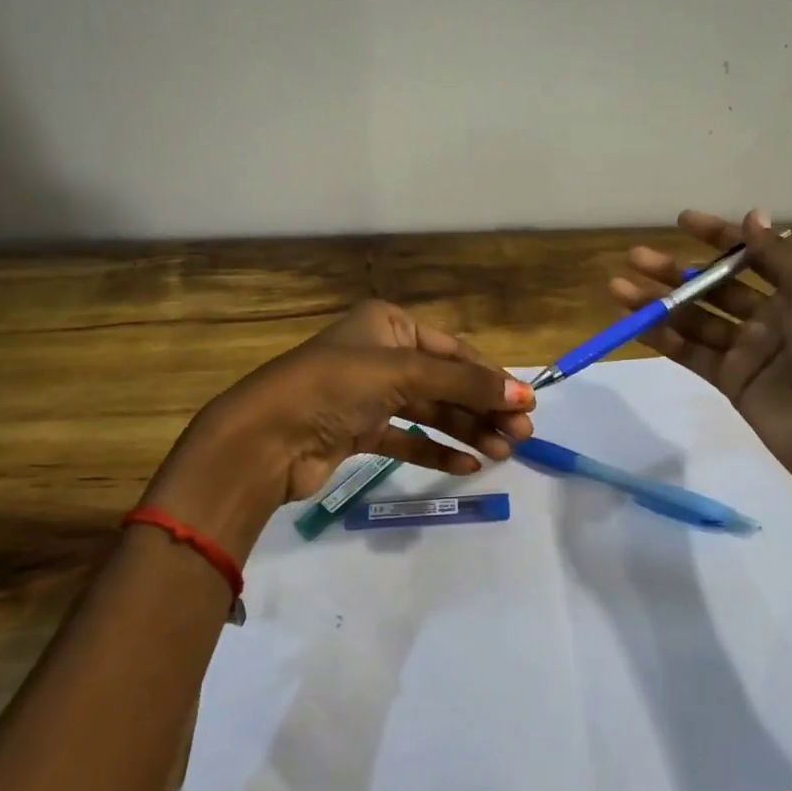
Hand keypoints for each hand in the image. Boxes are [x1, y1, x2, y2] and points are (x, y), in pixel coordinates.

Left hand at [143, 300, 535, 552]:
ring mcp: (368, 395)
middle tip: (522, 436)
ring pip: (430, 411)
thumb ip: (465, 384)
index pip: (454, 350)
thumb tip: (524, 395)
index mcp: (389, 324)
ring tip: (504, 454)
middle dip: (484, 407)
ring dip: (467, 431)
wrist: (265, 438)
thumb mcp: (404, 374)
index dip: (491, 376)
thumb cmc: (335, 386)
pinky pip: (408, 439)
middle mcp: (381, 354)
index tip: (526, 405)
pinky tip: (468, 466)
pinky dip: (436, 451)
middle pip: (446, 382)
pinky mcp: (358, 432)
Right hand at [607, 210, 791, 495]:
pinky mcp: (730, 382)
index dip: (718, 237)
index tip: (681, 221)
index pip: (751, 256)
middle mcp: (771, 317)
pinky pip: (691, 353)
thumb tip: (752, 215)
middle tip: (636, 258)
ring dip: (658, 303)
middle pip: (714, 288)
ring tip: (618, 287)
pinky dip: (663, 338)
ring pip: (695, 319)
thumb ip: (776, 256)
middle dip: (675, 271)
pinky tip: (634, 322)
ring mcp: (748, 351)